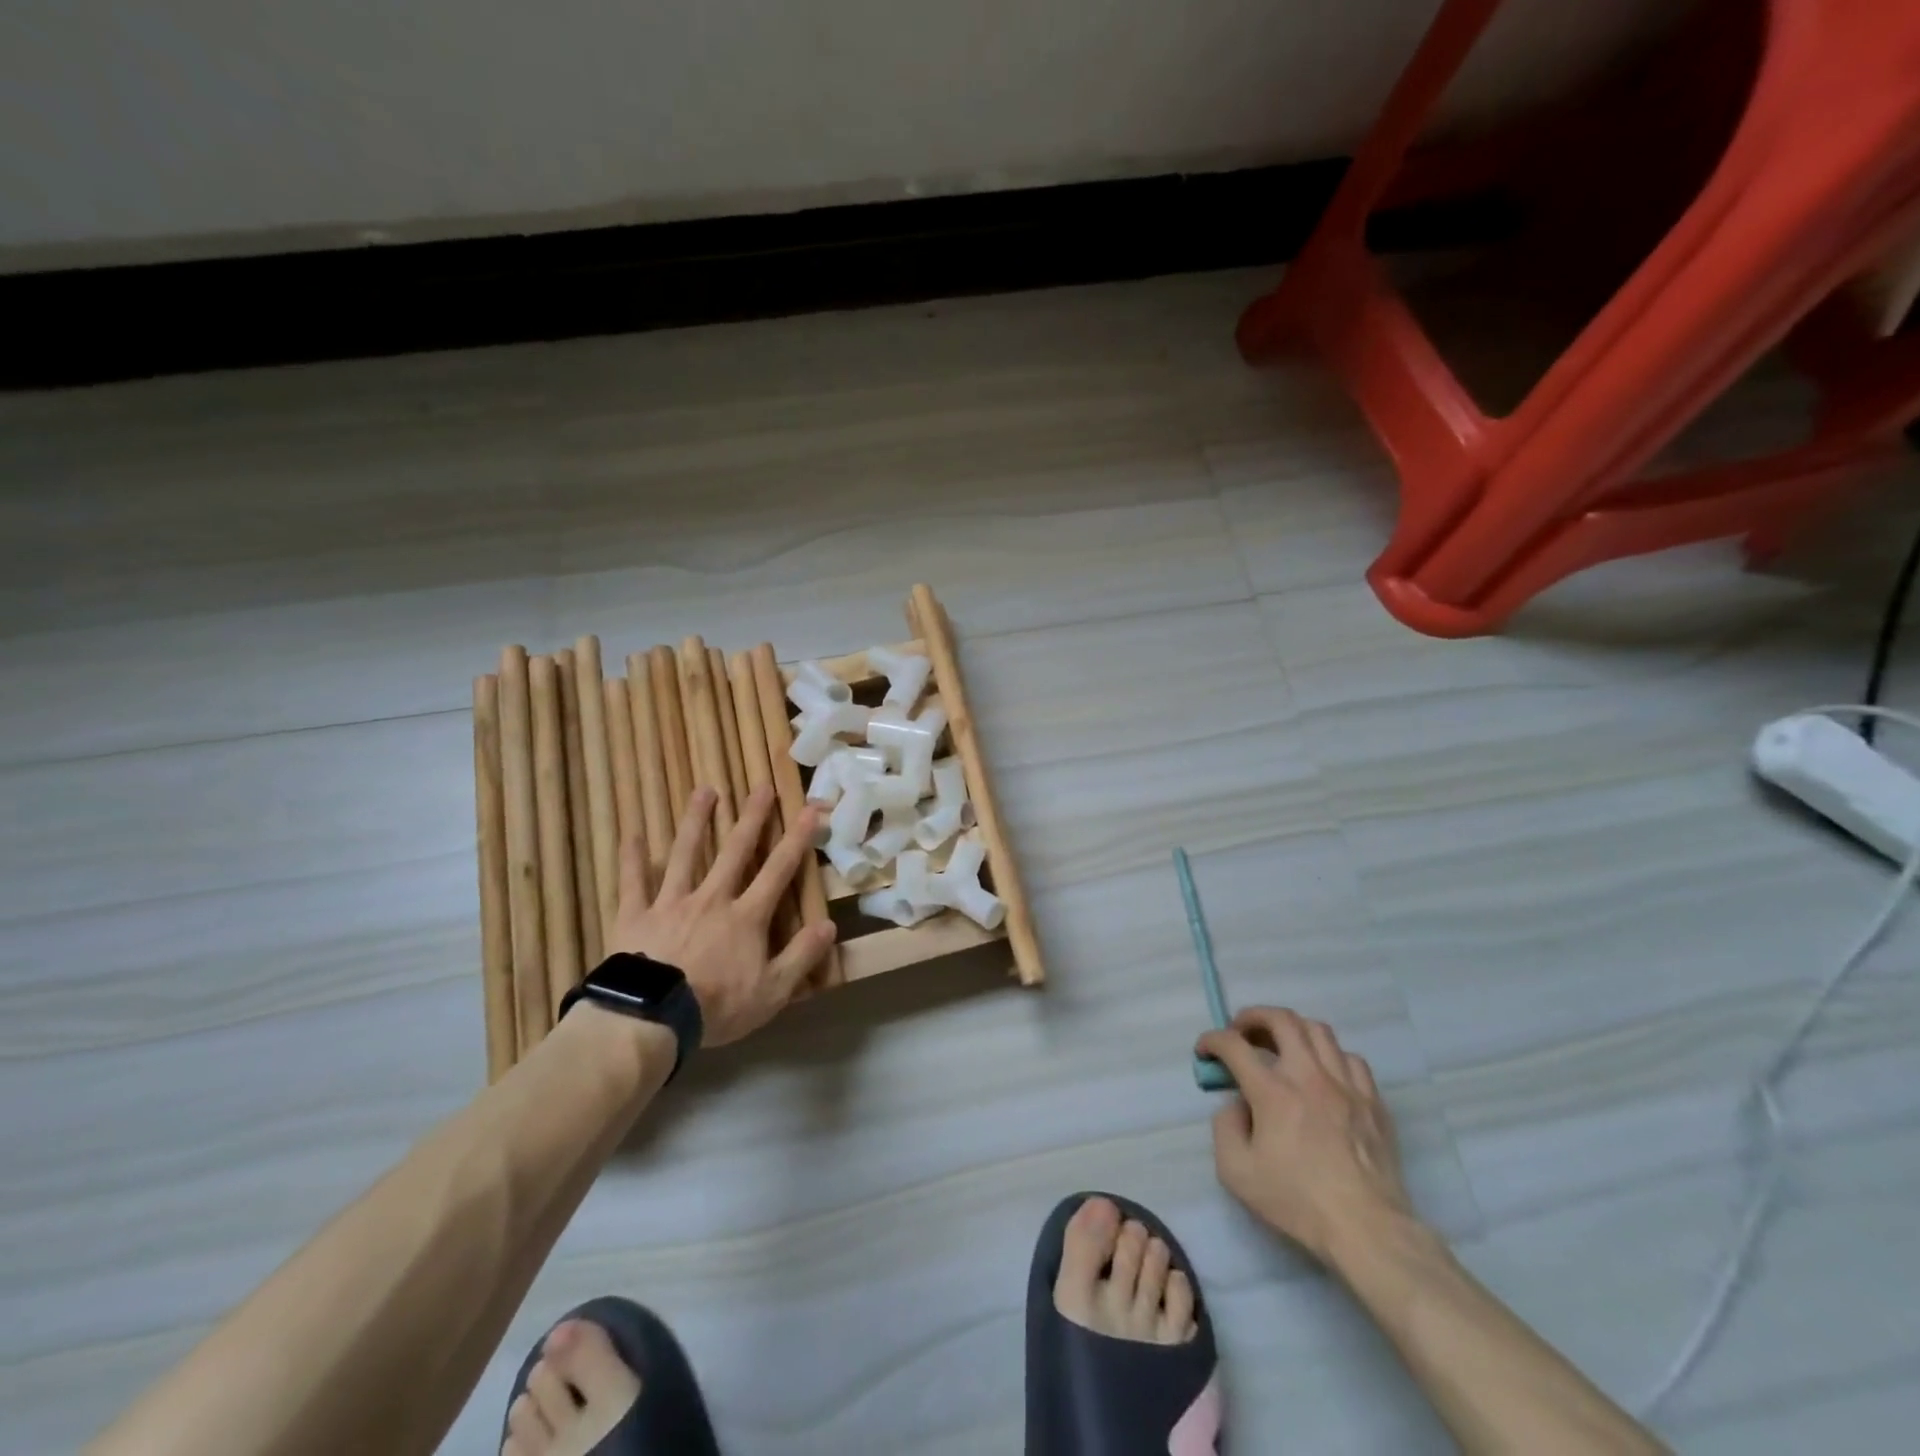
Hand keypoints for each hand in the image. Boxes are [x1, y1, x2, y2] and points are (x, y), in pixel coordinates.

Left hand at [610, 784, 836, 1046]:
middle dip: (752, 817)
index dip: (797, 839)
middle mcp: (712, 899)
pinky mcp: (635, 915)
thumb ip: (801, 956)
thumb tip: (829, 925)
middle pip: (736, 851)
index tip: (809, 809)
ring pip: (686, 854)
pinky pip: (633, 882)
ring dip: (697, 821)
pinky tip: (632, 833)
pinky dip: (632, 858)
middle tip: (760, 786)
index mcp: (746, 917)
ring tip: (705, 791)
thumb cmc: (716, 1008)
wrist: (650, 1019)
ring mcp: (671, 903)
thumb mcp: (772, 992)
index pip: (778, 870)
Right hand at [1197, 1007, 1414, 1265]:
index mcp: (1273, 1091)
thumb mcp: (1236, 1172)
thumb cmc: (1298, 1202)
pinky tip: (1323, 1072)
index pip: (1233, 1045)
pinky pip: (1351, 1058)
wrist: (1368, 1230)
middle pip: (1281, 1018)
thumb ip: (1224, 1128)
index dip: (1212, 1040)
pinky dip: (1330, 1055)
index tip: (1205, 1051)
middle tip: (1242, 1032)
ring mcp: (1345, 1085)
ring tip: (1281, 1044)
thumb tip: (1235, 1104)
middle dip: (1253, 1016)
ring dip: (1292, 1029)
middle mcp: (1308, 1075)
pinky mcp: (1372, 1101)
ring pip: (1318, 1030)